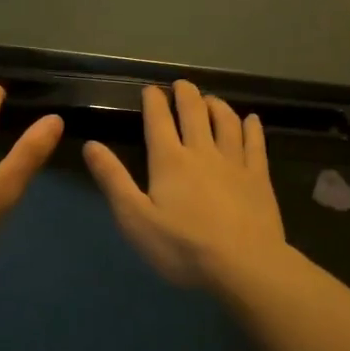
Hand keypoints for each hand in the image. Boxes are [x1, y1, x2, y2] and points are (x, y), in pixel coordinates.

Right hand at [83, 80, 286, 288]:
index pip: (158, 120)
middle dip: (186, 94)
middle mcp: (202, 152)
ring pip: (226, 122)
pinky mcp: (259, 178)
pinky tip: (252, 119)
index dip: (154, 101)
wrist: (244, 266)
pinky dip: (252, 127)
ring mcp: (234, 162)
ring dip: (217, 105)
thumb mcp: (135, 218)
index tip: (150, 89)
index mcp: (169, 160)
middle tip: (182, 84)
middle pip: (194, 112)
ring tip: (211, 99)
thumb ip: (113, 180)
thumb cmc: (183, 247)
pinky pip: (255, 144)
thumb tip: (91, 145)